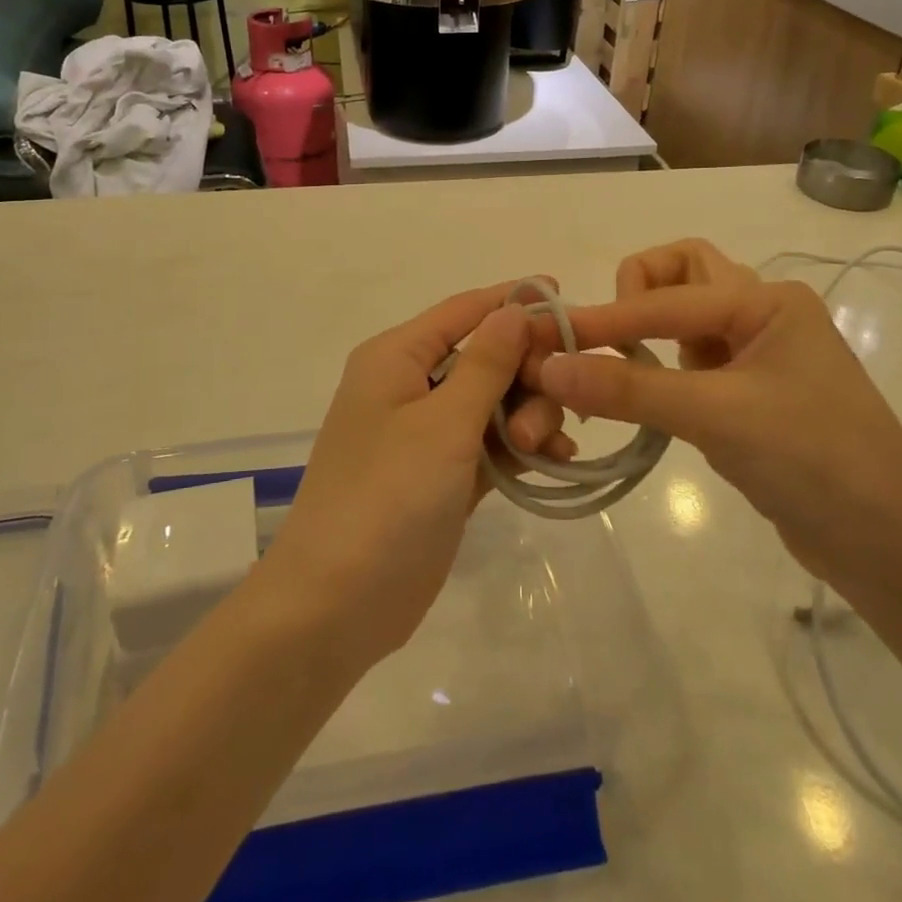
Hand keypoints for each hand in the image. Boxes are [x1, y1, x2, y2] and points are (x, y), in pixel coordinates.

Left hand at [257, 283, 572, 666]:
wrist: (336, 605)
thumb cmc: (387, 497)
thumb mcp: (443, 423)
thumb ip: (486, 363)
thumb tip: (515, 308)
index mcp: (395, 357)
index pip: (462, 310)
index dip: (512, 300)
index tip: (564, 296)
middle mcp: (408, 386)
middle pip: (484, 357)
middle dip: (525, 375)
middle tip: (560, 404)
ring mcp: (424, 435)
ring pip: (492, 402)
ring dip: (528, 414)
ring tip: (548, 447)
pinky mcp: (440, 476)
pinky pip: (489, 444)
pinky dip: (520, 447)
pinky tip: (556, 460)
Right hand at [528, 240, 901, 584]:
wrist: (890, 548)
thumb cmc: (814, 462)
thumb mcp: (717, 417)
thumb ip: (630, 389)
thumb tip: (547, 368)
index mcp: (767, 300)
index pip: (666, 298)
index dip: (606, 318)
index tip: (550, 339)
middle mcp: (763, 312)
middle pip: (684, 272)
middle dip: (638, 290)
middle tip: (609, 335)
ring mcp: (758, 353)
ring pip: (688, 315)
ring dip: (650, 326)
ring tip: (620, 367)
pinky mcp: (750, 392)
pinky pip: (693, 358)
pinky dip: (661, 365)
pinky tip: (647, 397)